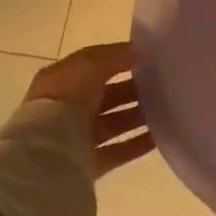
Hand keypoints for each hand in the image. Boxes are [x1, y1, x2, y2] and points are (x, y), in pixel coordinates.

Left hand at [24, 42, 156, 179]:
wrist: (47, 152)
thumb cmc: (65, 99)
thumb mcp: (89, 63)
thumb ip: (115, 55)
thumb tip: (137, 53)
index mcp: (62, 81)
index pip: (95, 67)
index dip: (120, 61)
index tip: (150, 60)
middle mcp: (68, 108)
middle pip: (108, 96)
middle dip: (134, 90)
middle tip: (163, 85)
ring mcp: (78, 137)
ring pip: (115, 123)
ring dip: (139, 116)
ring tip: (167, 109)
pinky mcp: (89, 163)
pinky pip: (119, 150)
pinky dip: (139, 143)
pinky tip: (160, 135)